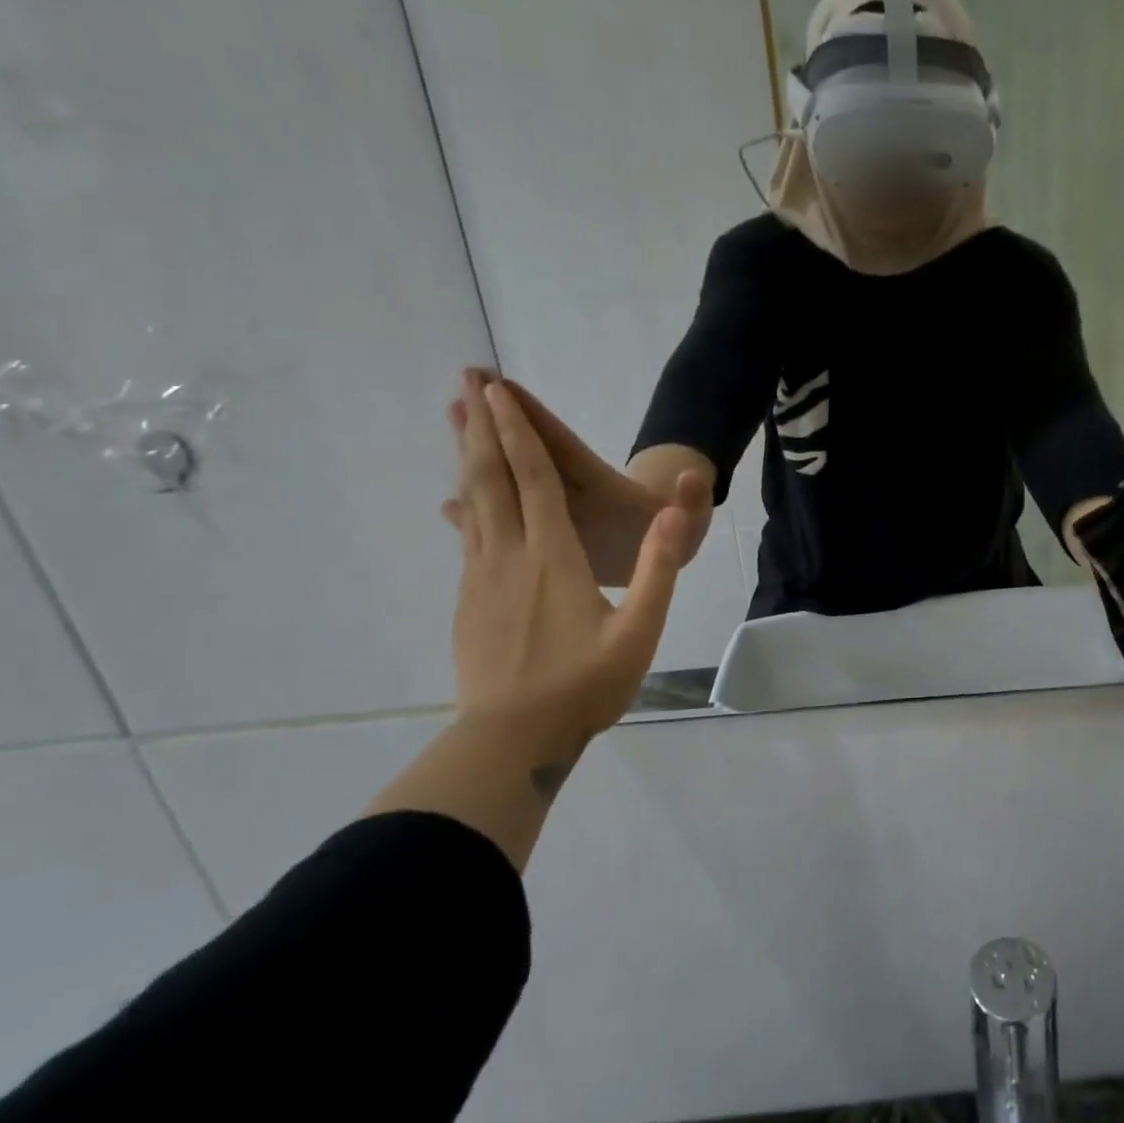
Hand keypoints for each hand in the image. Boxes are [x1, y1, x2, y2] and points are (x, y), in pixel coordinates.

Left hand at [449, 378, 689, 743]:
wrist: (511, 740)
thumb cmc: (584, 686)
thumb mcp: (639, 631)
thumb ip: (656, 570)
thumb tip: (669, 515)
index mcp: (554, 556)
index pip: (534, 479)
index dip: (516, 432)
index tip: (497, 390)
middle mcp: (510, 555)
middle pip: (491, 478)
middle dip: (480, 426)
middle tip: (465, 381)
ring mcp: (482, 577)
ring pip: (471, 500)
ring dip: (464, 455)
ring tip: (454, 418)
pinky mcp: (469, 599)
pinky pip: (467, 536)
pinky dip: (463, 503)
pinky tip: (457, 499)